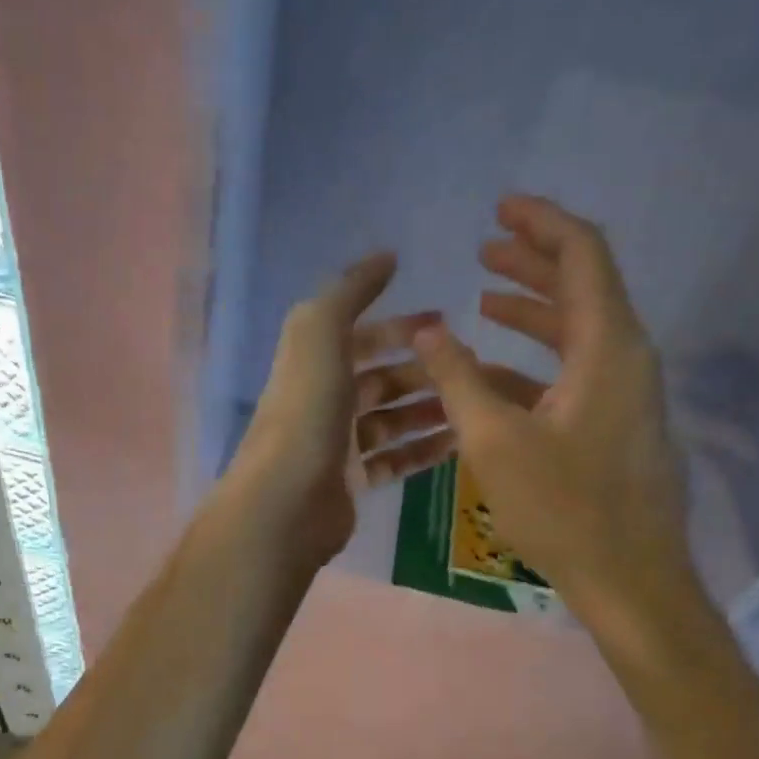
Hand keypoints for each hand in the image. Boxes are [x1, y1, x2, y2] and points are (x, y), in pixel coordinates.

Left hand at [227, 252, 451, 567]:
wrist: (286, 501)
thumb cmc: (307, 412)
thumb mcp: (321, 334)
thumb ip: (350, 291)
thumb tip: (387, 257)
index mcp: (314, 362)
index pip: (362, 335)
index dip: (401, 326)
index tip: (446, 322)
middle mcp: (324, 399)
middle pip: (381, 379)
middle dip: (423, 372)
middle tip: (470, 372)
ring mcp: (338, 443)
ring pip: (391, 420)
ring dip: (429, 410)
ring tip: (471, 406)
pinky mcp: (351, 481)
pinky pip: (394, 459)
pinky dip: (422, 450)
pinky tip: (457, 443)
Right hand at [413, 196, 690, 601]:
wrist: (629, 579)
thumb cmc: (563, 508)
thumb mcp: (495, 441)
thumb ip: (458, 378)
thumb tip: (429, 330)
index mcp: (608, 346)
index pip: (582, 255)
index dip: (541, 223)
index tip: (500, 207)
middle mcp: (625, 357)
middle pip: (583, 286)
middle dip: (533, 261)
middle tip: (486, 246)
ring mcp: (625, 393)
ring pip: (577, 331)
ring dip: (533, 310)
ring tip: (484, 298)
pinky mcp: (615, 424)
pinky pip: (575, 372)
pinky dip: (537, 359)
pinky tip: (495, 369)